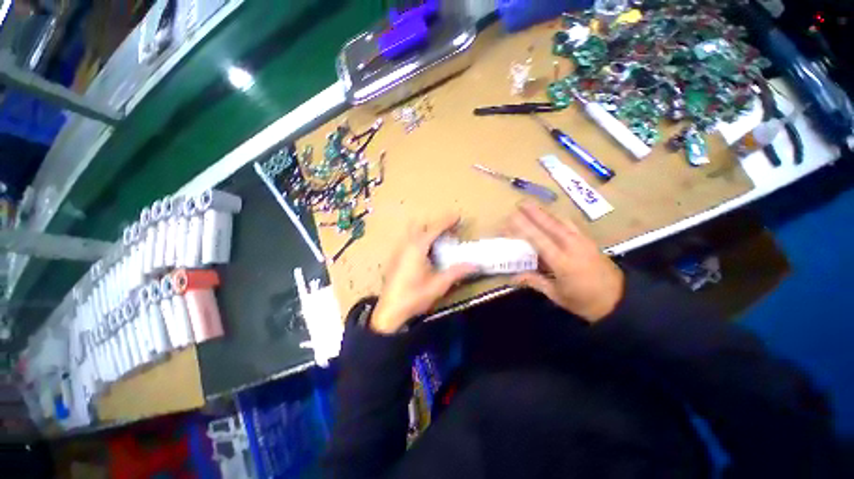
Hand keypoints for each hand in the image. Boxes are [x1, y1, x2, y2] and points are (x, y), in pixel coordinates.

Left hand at [372, 214, 477, 333]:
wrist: (389, 311)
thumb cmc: (414, 297)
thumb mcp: (438, 285)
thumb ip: (457, 272)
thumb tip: (475, 264)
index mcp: (417, 248)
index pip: (434, 228)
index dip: (446, 221)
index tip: (457, 215)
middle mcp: (406, 245)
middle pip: (420, 225)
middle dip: (434, 224)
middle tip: (448, 231)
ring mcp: (397, 251)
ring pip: (412, 232)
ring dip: (425, 231)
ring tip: (438, 241)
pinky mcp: (394, 258)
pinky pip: (407, 241)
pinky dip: (418, 239)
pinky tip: (424, 254)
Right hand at [507, 202, 623, 322]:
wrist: (620, 300)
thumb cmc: (585, 302)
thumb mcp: (557, 296)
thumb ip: (535, 282)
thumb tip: (514, 277)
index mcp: (563, 262)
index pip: (539, 240)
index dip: (524, 227)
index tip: (512, 217)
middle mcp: (573, 247)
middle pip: (550, 225)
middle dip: (534, 213)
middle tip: (520, 203)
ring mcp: (583, 241)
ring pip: (561, 221)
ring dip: (545, 213)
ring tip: (532, 206)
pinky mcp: (589, 241)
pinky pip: (570, 224)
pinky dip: (557, 218)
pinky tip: (551, 216)